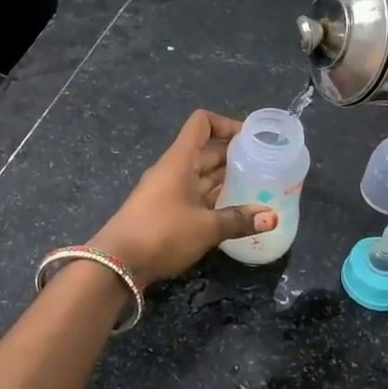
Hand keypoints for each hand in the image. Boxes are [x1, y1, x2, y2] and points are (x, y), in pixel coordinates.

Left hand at [92, 110, 274, 287]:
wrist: (116, 264)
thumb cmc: (162, 233)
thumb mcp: (206, 227)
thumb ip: (239, 220)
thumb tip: (271, 218)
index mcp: (180, 160)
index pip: (202, 123)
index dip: (226, 124)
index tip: (251, 138)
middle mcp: (173, 169)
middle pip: (207, 150)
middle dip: (234, 156)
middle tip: (265, 167)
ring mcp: (167, 190)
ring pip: (202, 175)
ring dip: (226, 179)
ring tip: (256, 189)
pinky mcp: (164, 211)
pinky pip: (195, 195)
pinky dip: (214, 198)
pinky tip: (234, 211)